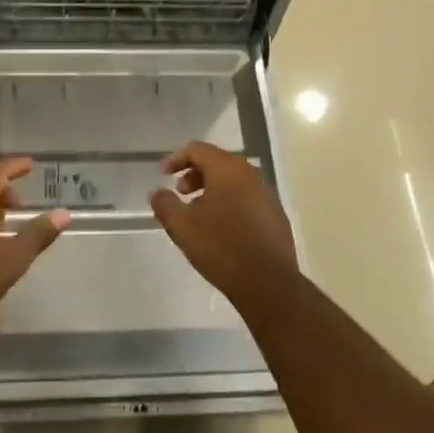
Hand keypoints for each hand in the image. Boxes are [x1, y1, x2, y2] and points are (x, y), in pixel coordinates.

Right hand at [149, 141, 299, 303]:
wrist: (268, 282)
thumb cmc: (221, 247)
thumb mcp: (182, 226)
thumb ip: (165, 204)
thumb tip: (157, 192)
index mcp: (228, 170)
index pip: (198, 150)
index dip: (176, 158)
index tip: (162, 174)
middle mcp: (250, 175)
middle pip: (218, 162)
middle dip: (194, 174)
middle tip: (180, 192)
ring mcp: (267, 195)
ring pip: (234, 181)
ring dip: (212, 189)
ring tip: (198, 212)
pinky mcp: (275, 215)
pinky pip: (247, 198)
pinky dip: (229, 202)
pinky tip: (221, 228)